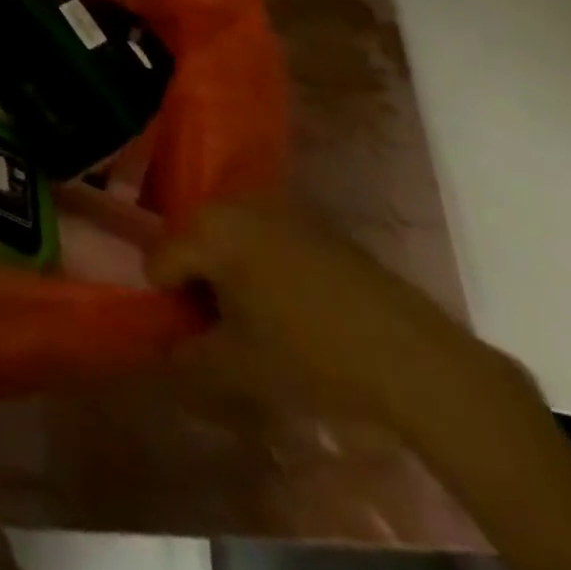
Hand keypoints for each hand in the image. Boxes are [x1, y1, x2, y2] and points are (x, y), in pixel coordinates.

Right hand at [146, 198, 526, 442]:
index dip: (167, 300)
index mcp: (209, 228)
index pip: (160, 259)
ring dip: (230, 272)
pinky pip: (265, 237)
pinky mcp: (313, 220)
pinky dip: (262, 265)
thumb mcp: (237, 367)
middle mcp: (236, 202)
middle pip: (193, 240)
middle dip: (197, 281)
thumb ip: (189, 356)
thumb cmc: (311, 354)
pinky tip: (290, 305)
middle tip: (218, 326)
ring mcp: (278, 206)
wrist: (410, 353)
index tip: (191, 333)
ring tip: (253, 317)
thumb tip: (169, 350)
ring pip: (229, 237)